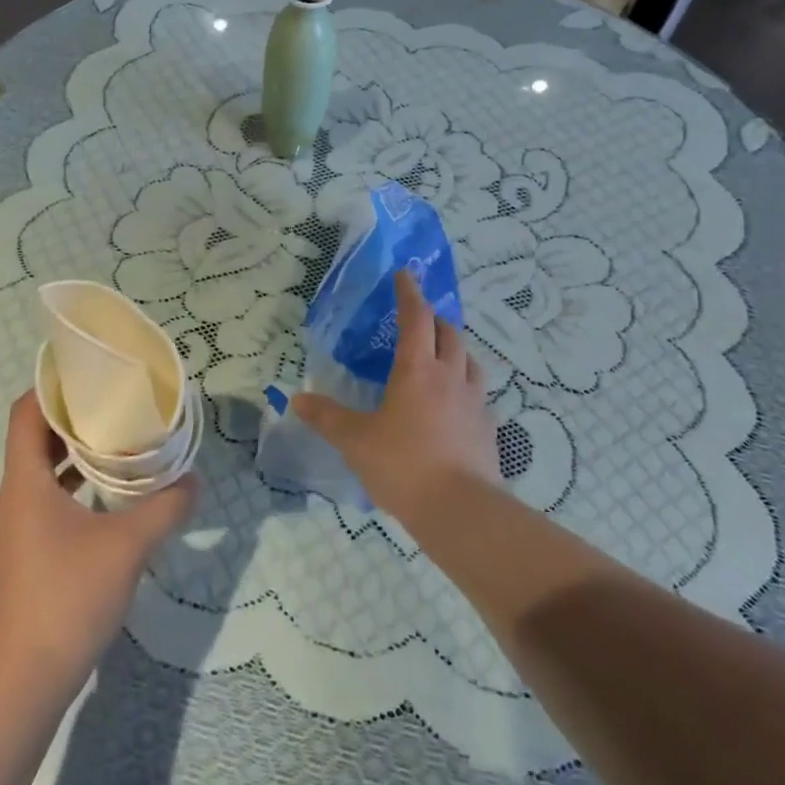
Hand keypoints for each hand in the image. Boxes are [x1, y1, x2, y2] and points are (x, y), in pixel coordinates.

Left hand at [0, 392, 197, 693]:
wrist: (29, 677)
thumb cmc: (70, 596)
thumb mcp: (128, 546)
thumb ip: (165, 507)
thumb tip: (194, 479)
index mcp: (26, 483)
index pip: (25, 414)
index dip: (50, 387)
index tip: (87, 372)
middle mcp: (14, 496)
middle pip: (35, 437)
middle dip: (72, 414)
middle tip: (114, 399)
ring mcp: (18, 525)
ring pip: (41, 469)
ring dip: (74, 449)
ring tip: (117, 435)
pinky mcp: (27, 548)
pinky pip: (47, 496)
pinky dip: (73, 481)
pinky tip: (109, 489)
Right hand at [292, 270, 499, 523]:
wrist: (460, 510)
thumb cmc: (402, 465)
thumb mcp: (355, 441)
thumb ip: (327, 417)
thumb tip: (296, 399)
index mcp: (417, 369)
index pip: (415, 318)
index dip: (409, 293)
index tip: (404, 274)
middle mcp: (450, 376)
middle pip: (449, 333)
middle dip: (434, 319)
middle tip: (420, 319)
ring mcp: (474, 401)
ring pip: (470, 360)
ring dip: (455, 348)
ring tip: (441, 355)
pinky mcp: (488, 428)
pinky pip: (478, 393)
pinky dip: (465, 385)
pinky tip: (456, 402)